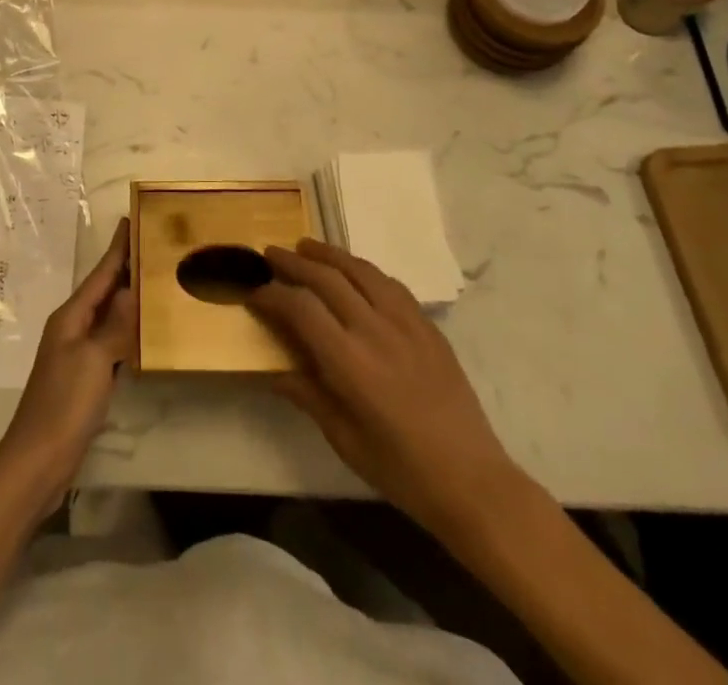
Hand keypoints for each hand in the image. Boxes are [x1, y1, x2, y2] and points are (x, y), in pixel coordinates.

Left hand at [0, 218, 135, 516]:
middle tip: (154, 245)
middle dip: (125, 267)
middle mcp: (72, 327)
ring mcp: (77, 353)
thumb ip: (114, 325)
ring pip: (108, 314)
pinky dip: (127, 329)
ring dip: (128, 297)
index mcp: (71, 316)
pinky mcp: (84, 377)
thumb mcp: (93, 360)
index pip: (100, 273)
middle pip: (103, 290)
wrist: (37, 461)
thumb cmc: (64, 404)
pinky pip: (110, 341)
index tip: (132, 219)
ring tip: (155, 280)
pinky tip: (143, 330)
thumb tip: (132, 289)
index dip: (117, 248)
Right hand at [248, 238, 523, 539]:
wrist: (472, 480)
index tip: (255, 293)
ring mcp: (406, 323)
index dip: (272, 294)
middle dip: (293, 262)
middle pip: (327, 277)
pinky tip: (355, 272)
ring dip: (329, 254)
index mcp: (350, 362)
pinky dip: (364, 270)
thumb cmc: (400, 469)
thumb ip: (307, 395)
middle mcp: (375, 330)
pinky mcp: (428, 325)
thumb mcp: (344, 439)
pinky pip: (390, 284)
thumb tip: (272, 372)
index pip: (300, 307)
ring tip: (307, 247)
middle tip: (270, 254)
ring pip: (360, 269)